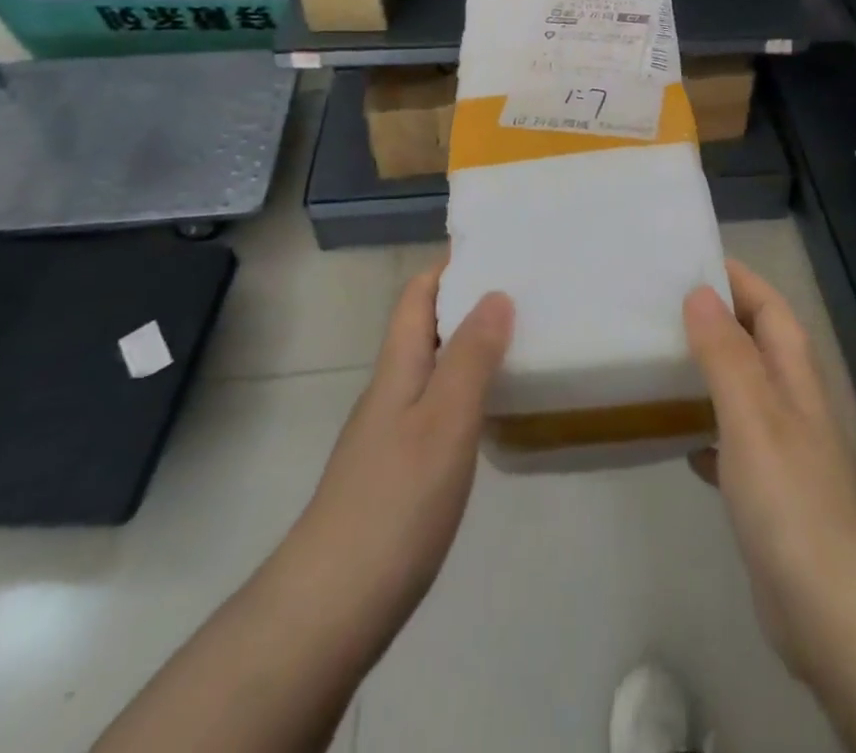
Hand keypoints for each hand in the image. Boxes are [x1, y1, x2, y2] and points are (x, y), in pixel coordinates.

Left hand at [283, 264, 512, 667]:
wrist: (331, 608)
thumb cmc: (394, 502)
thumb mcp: (444, 420)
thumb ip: (470, 357)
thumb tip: (496, 293)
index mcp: (398, 367)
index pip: (416, 294)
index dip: (449, 265)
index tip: (495, 248)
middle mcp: (390, 390)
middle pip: (424, 327)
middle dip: (467, 301)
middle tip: (525, 290)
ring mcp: (390, 433)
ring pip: (432, 367)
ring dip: (469, 345)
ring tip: (521, 338)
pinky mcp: (398, 472)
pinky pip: (436, 407)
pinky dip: (466, 390)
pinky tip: (493, 409)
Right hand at [685, 261, 855, 685]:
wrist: (835, 614)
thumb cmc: (792, 501)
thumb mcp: (753, 416)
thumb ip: (726, 353)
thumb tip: (699, 291)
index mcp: (793, 374)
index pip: (768, 305)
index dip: (736, 278)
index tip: (688, 260)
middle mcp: (791, 402)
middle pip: (753, 342)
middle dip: (714, 318)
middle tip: (657, 306)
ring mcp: (782, 450)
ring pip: (740, 390)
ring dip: (706, 370)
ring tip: (657, 359)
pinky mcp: (768, 494)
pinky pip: (730, 442)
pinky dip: (704, 430)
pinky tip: (676, 439)